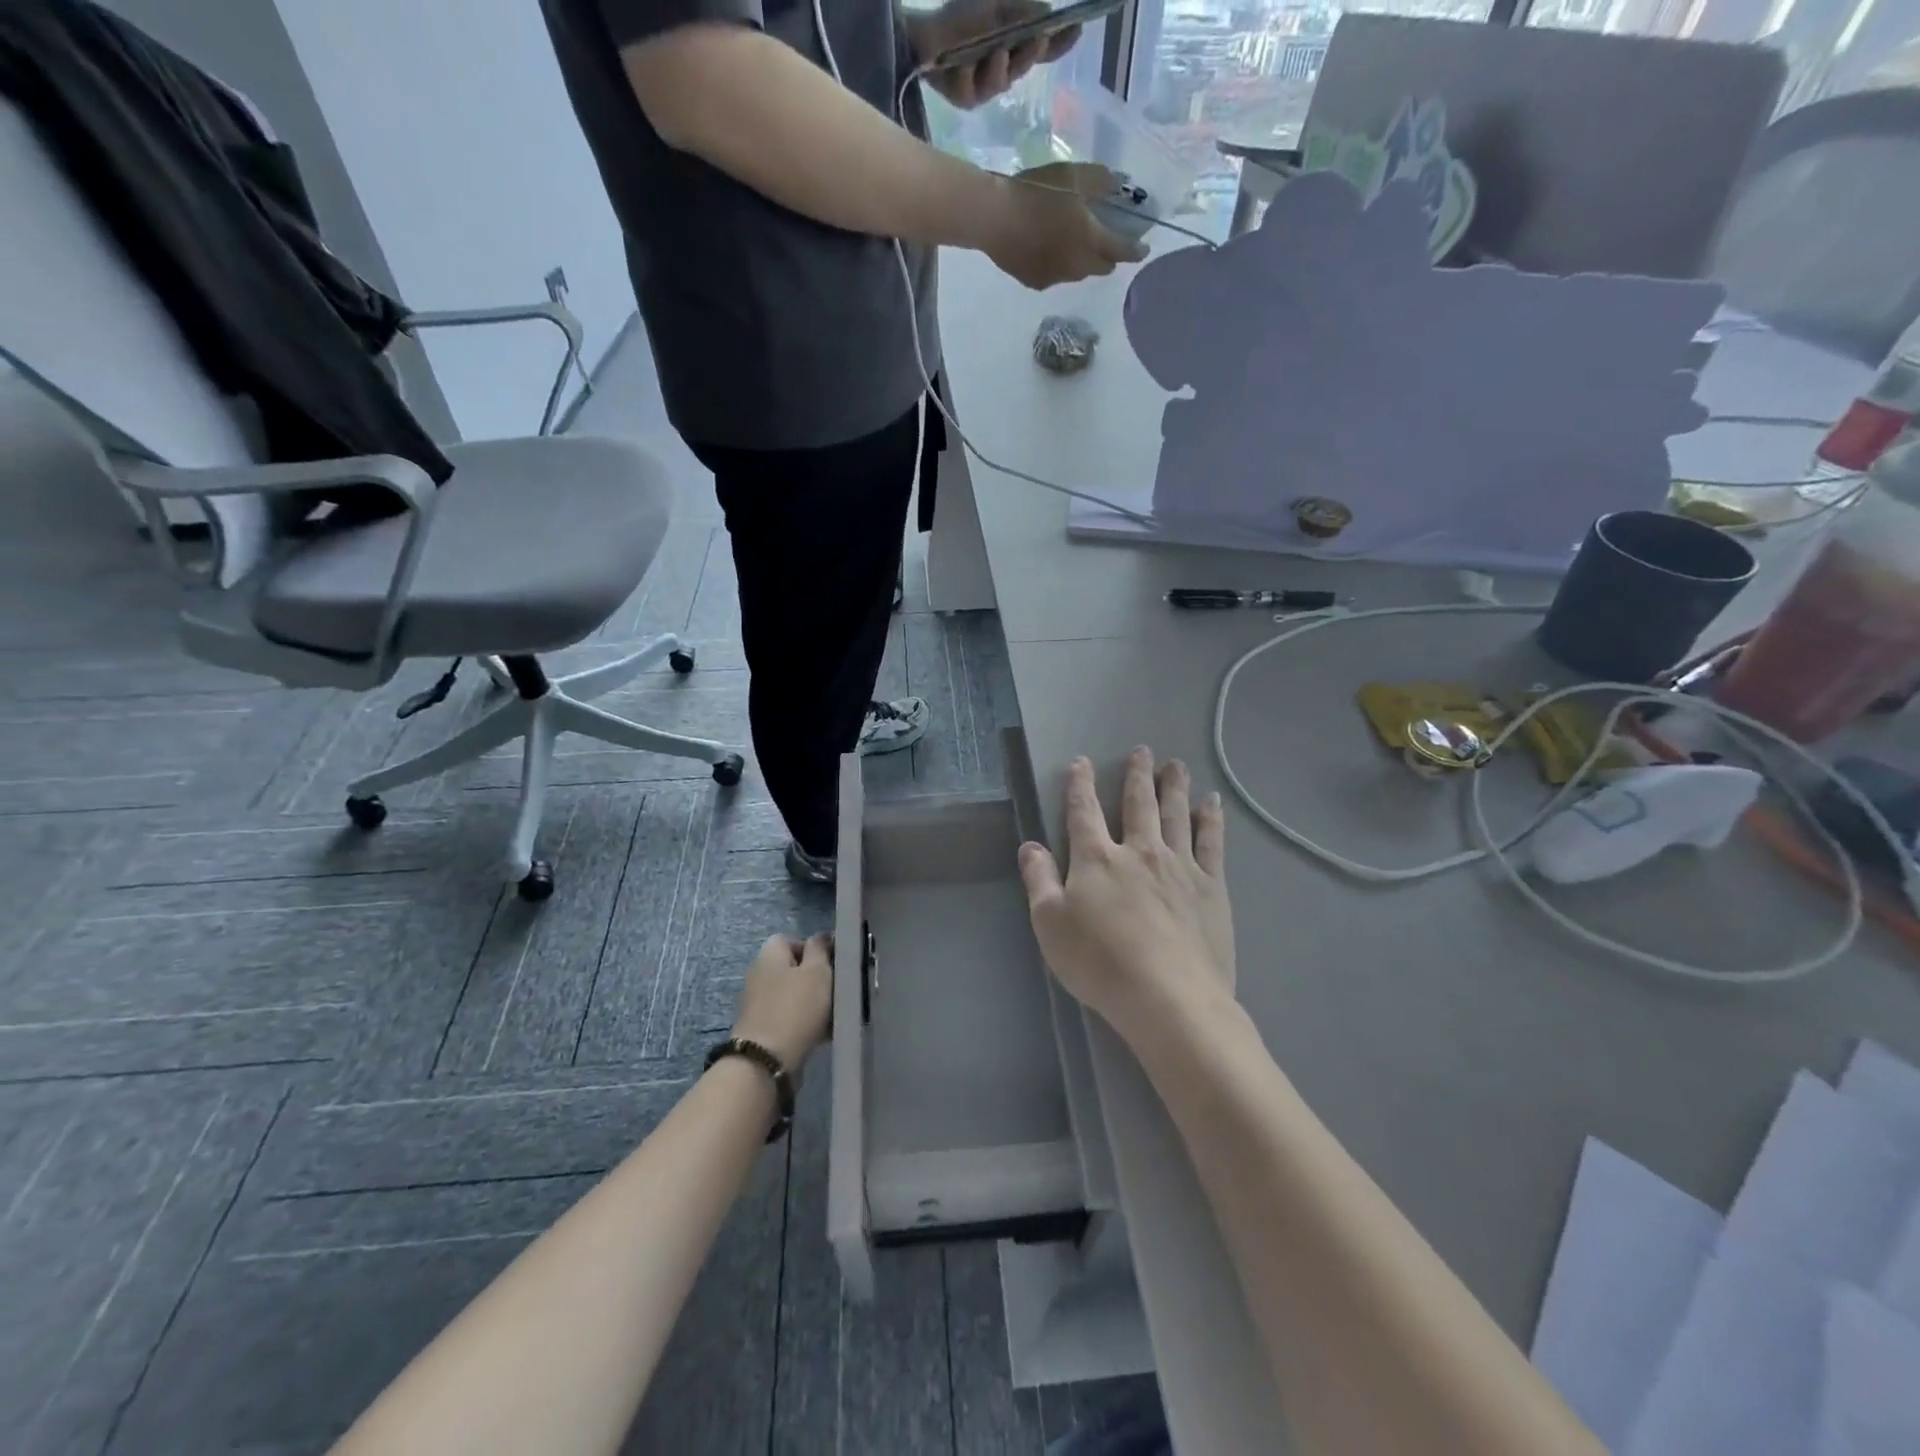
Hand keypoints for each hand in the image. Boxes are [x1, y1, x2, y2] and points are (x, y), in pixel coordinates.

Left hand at [730, 933, 832, 1071]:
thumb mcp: (817, 972)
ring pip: (794, 995)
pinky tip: (824, 1033)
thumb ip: (820, 949)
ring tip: (835, 1014)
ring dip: (814, 1002)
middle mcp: (759, 974)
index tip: (833, 963)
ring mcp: (758, 1003)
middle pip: (793, 969)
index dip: (814, 948)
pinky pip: (790, 1017)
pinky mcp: (762, 1029)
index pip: (791, 939)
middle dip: (817, 978)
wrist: (766, 1061)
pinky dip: (806, 1022)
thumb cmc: (796, 1008)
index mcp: (769, 954)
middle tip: (838, 989)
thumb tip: (821, 937)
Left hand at [911, 0, 1079, 108]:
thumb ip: (1022, 15)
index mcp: (1012, 47)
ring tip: (996, 51)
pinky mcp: (965, 100)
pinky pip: (972, 89)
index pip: (1042, 49)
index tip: (1077, 29)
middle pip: (1023, 65)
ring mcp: (984, 88)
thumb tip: (1049, 16)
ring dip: (999, 66)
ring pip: (1000, 81)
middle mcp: (1002, 70)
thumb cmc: (958, 17)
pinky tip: (961, 62)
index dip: (1059, 43)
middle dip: (1029, 52)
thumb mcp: (995, 8)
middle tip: (1037, 37)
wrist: (920, 35)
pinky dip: (968, 72)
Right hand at [980, 162, 1146, 288]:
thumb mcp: (1073, 175)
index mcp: (1091, 241)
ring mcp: (1056, 278)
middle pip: (1102, 268)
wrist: (994, 218)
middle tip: (1107, 243)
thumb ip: (1101, 181)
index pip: (1123, 251)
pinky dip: (1059, 266)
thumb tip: (1121, 184)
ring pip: (1079, 274)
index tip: (1143, 248)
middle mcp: (1078, 266)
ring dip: (1083, 262)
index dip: (1136, 250)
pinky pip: (1056, 277)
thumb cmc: (1036, 192)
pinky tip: (1048, 251)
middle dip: (1109, 258)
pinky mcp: (1036, 283)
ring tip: (1073, 245)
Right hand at [1018, 749, 1234, 1035]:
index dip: (1080, 784)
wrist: (1169, 997)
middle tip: (1143, 750)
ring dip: (1174, 786)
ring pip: (1176, 814)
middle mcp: (1139, 851)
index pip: (1084, 811)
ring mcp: (1179, 866)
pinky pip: (1211, 841)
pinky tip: (1212, 803)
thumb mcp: (1050, 924)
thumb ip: (1039, 880)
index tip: (1082, 762)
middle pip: (1138, 803)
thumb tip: (1030, 845)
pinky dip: (1211, 819)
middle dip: (1137, 775)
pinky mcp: (1211, 886)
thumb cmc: (1100, 963)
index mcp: (1097, 858)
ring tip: (1176, 765)